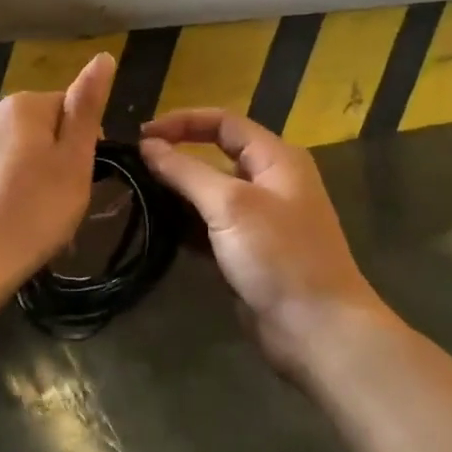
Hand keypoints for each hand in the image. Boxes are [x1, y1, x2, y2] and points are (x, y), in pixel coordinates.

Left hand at [0, 52, 115, 299]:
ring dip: (36, 172)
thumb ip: (87, 107)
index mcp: (22, 104)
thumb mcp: (74, 159)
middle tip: (66, 198)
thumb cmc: (35, 211)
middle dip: (58, 156)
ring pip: (20, 149)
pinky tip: (16, 216)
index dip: (85, 141)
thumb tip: (103, 57)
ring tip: (41, 214)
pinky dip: (12, 186)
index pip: (70, 106)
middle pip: (43, 126)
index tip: (84, 176)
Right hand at [140, 109, 384, 375]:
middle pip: (216, 155)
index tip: (142, 135)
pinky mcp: (248, 252)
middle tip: (134, 166)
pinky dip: (186, 225)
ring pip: (210, 193)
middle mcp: (270, 181)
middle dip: (176, 156)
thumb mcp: (230, 205)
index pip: (223, 122)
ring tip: (137, 194)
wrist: (317, 330)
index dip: (182, 122)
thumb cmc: (278, 256)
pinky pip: (211, 226)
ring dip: (178, 193)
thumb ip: (186, 171)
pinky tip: (157, 229)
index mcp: (276, 158)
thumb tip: (148, 144)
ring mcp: (260, 219)